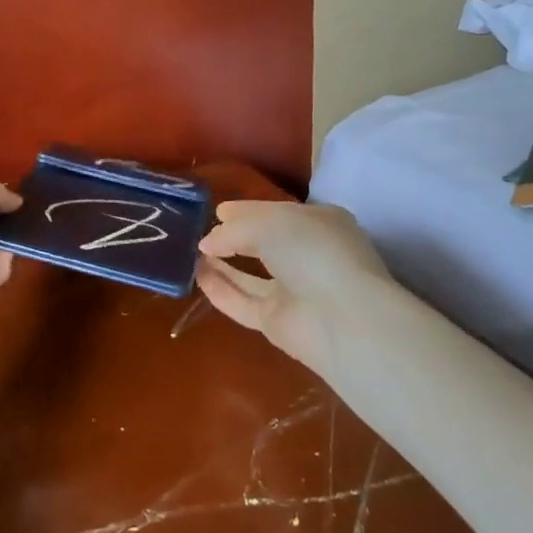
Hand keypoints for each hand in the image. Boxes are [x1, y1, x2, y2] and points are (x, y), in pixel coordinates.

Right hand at [197, 200, 400, 370]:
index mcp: (319, 223)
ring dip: (223, 264)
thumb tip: (206, 242)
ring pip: (252, 276)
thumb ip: (233, 230)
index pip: (277, 213)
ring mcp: (294, 291)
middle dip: (234, 237)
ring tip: (192, 252)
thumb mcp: (268, 223)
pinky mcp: (278, 322)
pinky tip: (197, 275)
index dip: (248, 211)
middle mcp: (308, 256)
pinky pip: (243, 302)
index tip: (218, 210)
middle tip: (200, 231)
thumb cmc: (311, 250)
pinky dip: (221, 289)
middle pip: (264, 244)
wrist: (340, 317)